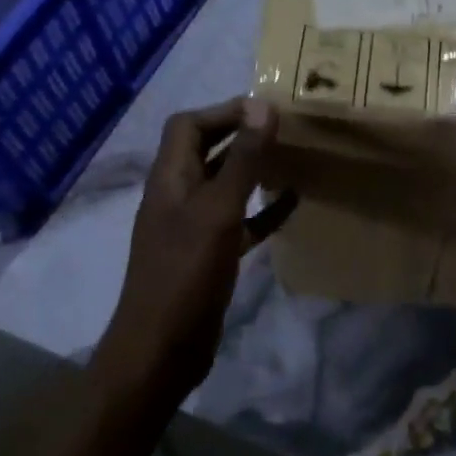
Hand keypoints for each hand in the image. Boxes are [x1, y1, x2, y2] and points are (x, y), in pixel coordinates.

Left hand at [94, 98, 293, 407]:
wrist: (162, 350)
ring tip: (292, 157)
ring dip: (254, 169)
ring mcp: (193, 227)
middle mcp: (178, 196)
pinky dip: (264, 209)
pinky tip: (294, 204)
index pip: (188, 125)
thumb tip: (262, 105)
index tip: (264, 110)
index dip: (222, 110)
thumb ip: (242, 159)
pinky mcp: (210, 255)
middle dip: (240, 134)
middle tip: (284, 128)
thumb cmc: (186, 273)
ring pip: (225, 184)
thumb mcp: (218, 210)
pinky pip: (240, 220)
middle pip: (206, 150)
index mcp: (170, 178)